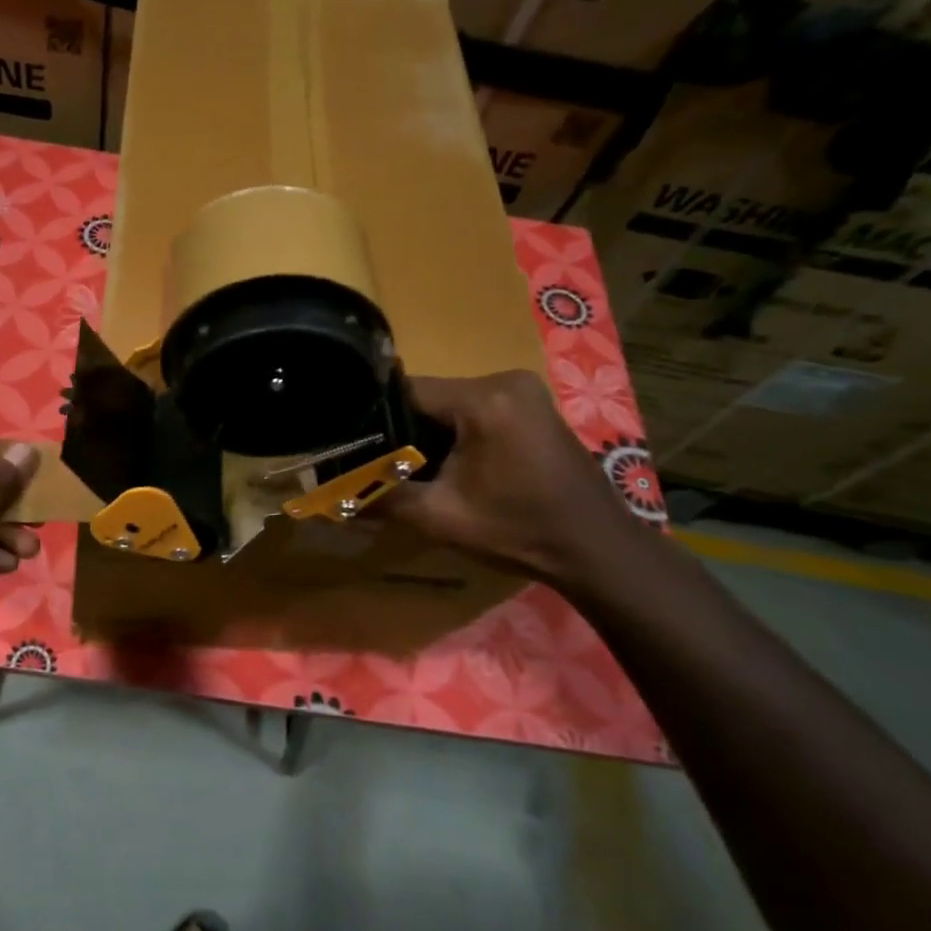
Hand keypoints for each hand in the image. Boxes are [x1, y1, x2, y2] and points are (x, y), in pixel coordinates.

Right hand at [385, 371, 649, 587]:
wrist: (597, 550)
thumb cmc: (518, 530)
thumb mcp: (440, 517)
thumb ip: (383, 499)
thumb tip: (334, 501)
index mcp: (483, 399)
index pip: (406, 392)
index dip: (377, 420)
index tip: (359, 448)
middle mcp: (504, 380)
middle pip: (429, 396)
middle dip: (405, 430)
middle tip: (386, 465)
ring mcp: (524, 390)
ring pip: (451, 403)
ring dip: (431, 432)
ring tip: (416, 467)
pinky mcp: (533, 405)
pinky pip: (476, 408)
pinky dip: (458, 431)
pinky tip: (453, 464)